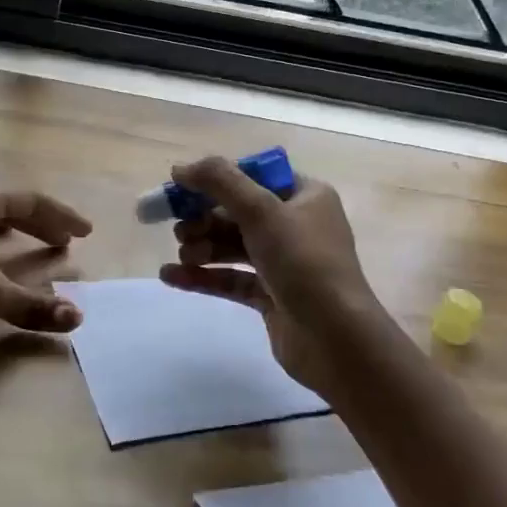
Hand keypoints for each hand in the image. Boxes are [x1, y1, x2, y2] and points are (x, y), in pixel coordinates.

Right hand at [157, 156, 386, 399]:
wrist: (335, 339)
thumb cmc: (304, 262)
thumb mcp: (262, 211)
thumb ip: (220, 182)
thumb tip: (180, 167)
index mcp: (306, 196)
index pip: (254, 177)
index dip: (217, 180)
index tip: (182, 188)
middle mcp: (297, 225)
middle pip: (239, 212)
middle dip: (205, 219)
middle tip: (180, 230)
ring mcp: (285, 263)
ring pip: (233, 246)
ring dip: (203, 246)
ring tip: (184, 255)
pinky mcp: (272, 297)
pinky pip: (232, 279)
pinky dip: (204, 276)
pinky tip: (171, 276)